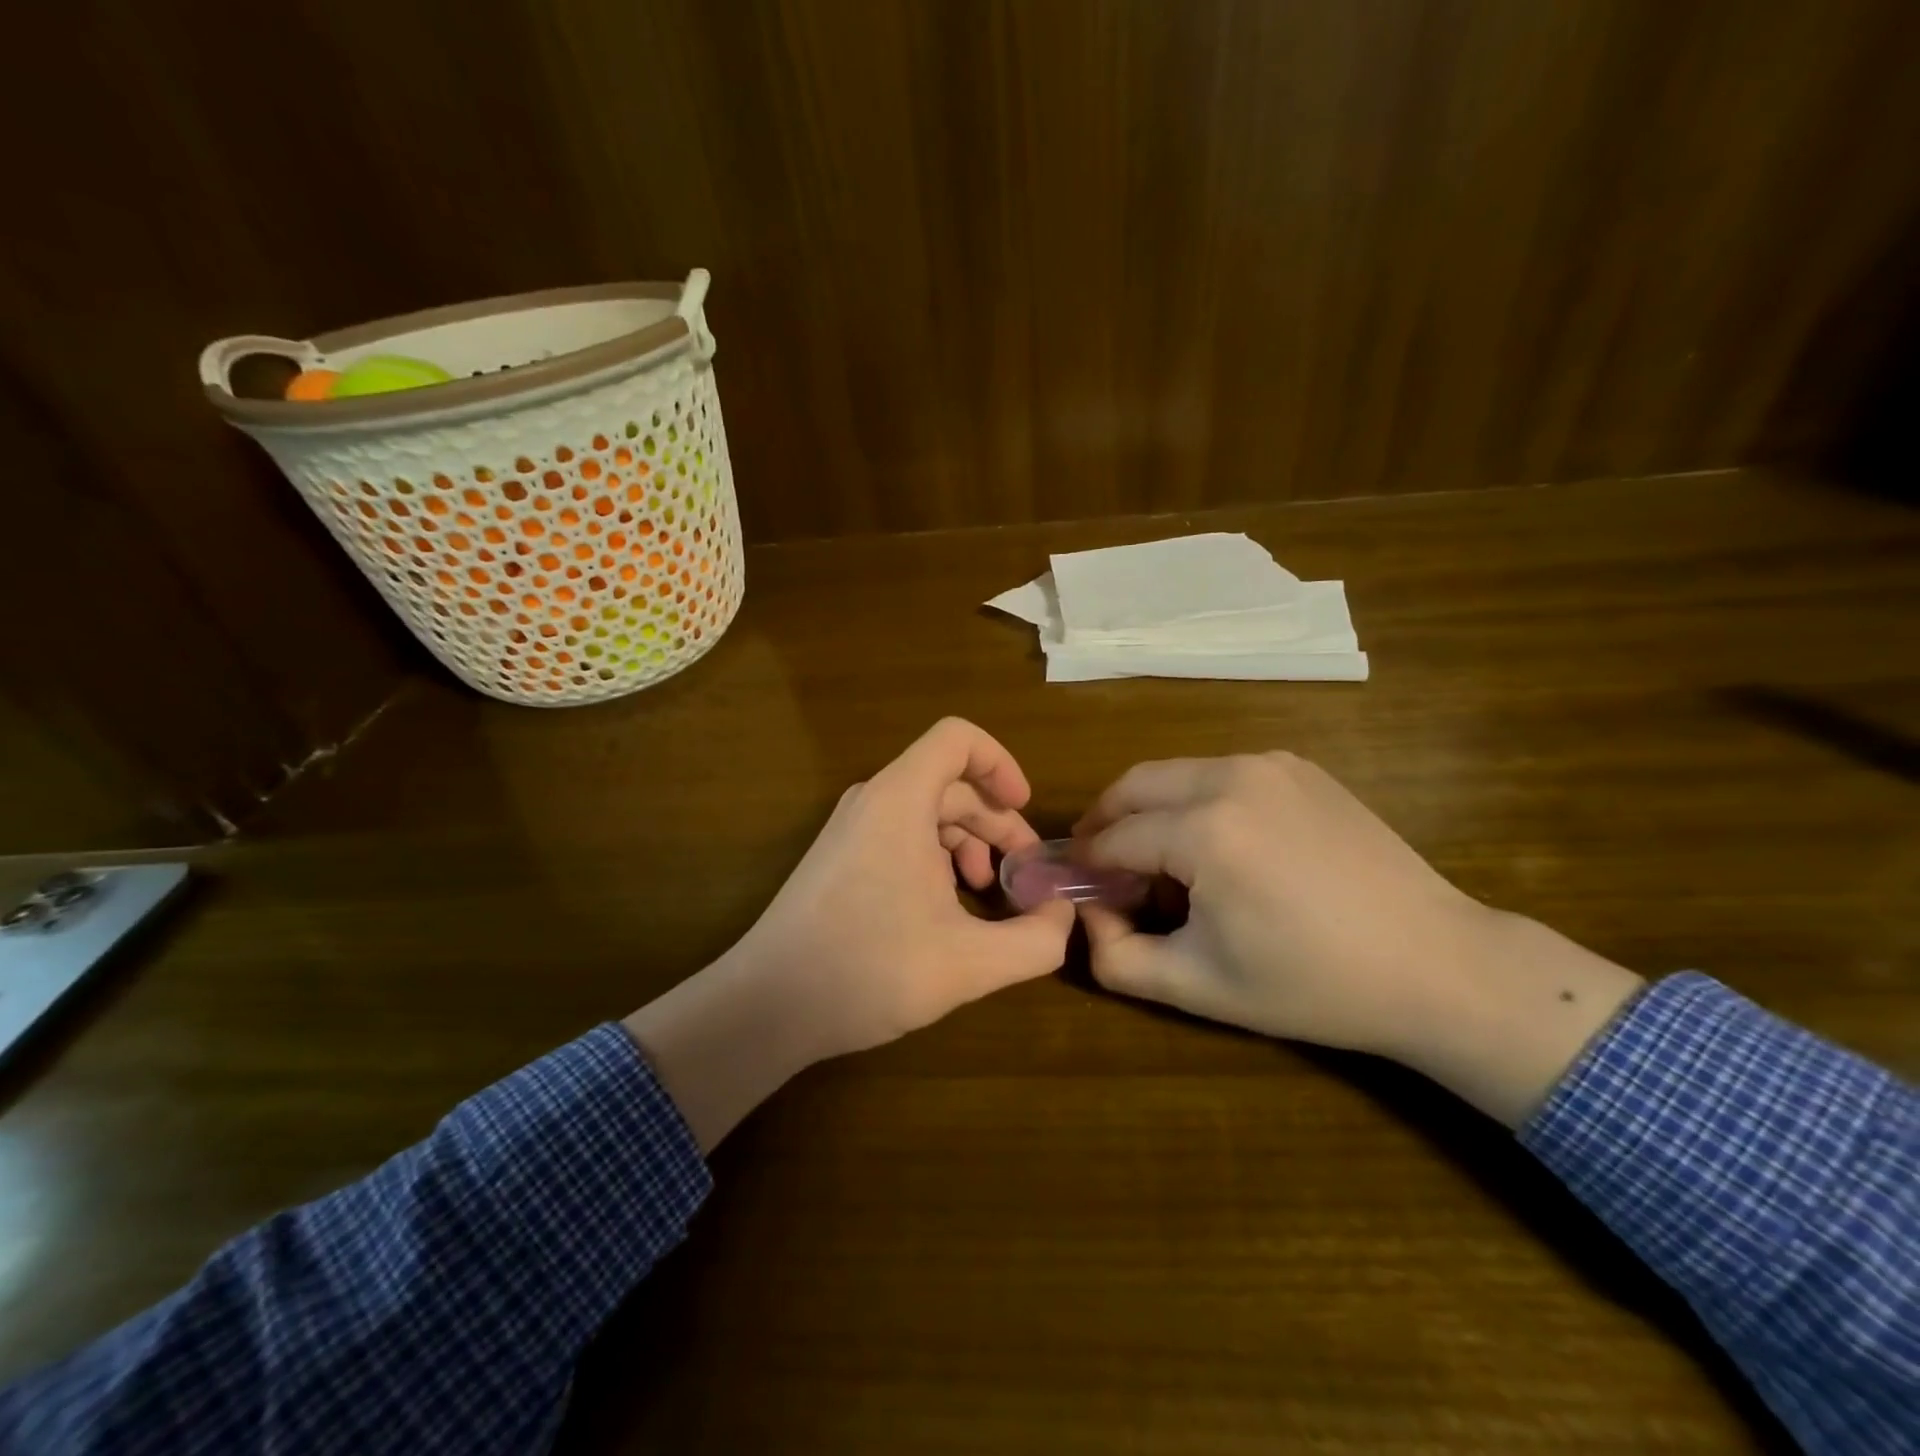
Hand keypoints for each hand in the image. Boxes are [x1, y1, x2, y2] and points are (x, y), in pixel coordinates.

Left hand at [726, 716, 1075, 1058]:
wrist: (767, 1005)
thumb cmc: (868, 969)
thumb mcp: (969, 963)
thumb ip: (1035, 941)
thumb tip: (1063, 917)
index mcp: (901, 799)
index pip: (958, 738)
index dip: (1001, 764)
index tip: (1025, 810)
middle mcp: (873, 800)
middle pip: (950, 783)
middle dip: (997, 822)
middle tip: (1024, 873)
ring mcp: (852, 829)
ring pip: (927, 812)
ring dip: (968, 843)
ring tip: (987, 893)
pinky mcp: (840, 858)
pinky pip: (901, 836)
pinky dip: (936, 858)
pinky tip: (947, 909)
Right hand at [1074, 753, 1643, 1126]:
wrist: (1436, 964)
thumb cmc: (1312, 984)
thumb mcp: (1198, 986)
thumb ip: (1115, 958)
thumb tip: (1086, 916)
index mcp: (1204, 830)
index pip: (1114, 837)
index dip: (1086, 864)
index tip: (1076, 887)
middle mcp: (1230, 777)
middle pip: (1135, 785)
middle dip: (1105, 819)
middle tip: (1099, 860)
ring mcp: (1270, 765)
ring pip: (1176, 772)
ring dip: (1149, 807)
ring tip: (1155, 854)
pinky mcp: (1300, 767)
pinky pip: (1222, 772)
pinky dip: (1195, 798)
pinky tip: (1214, 842)